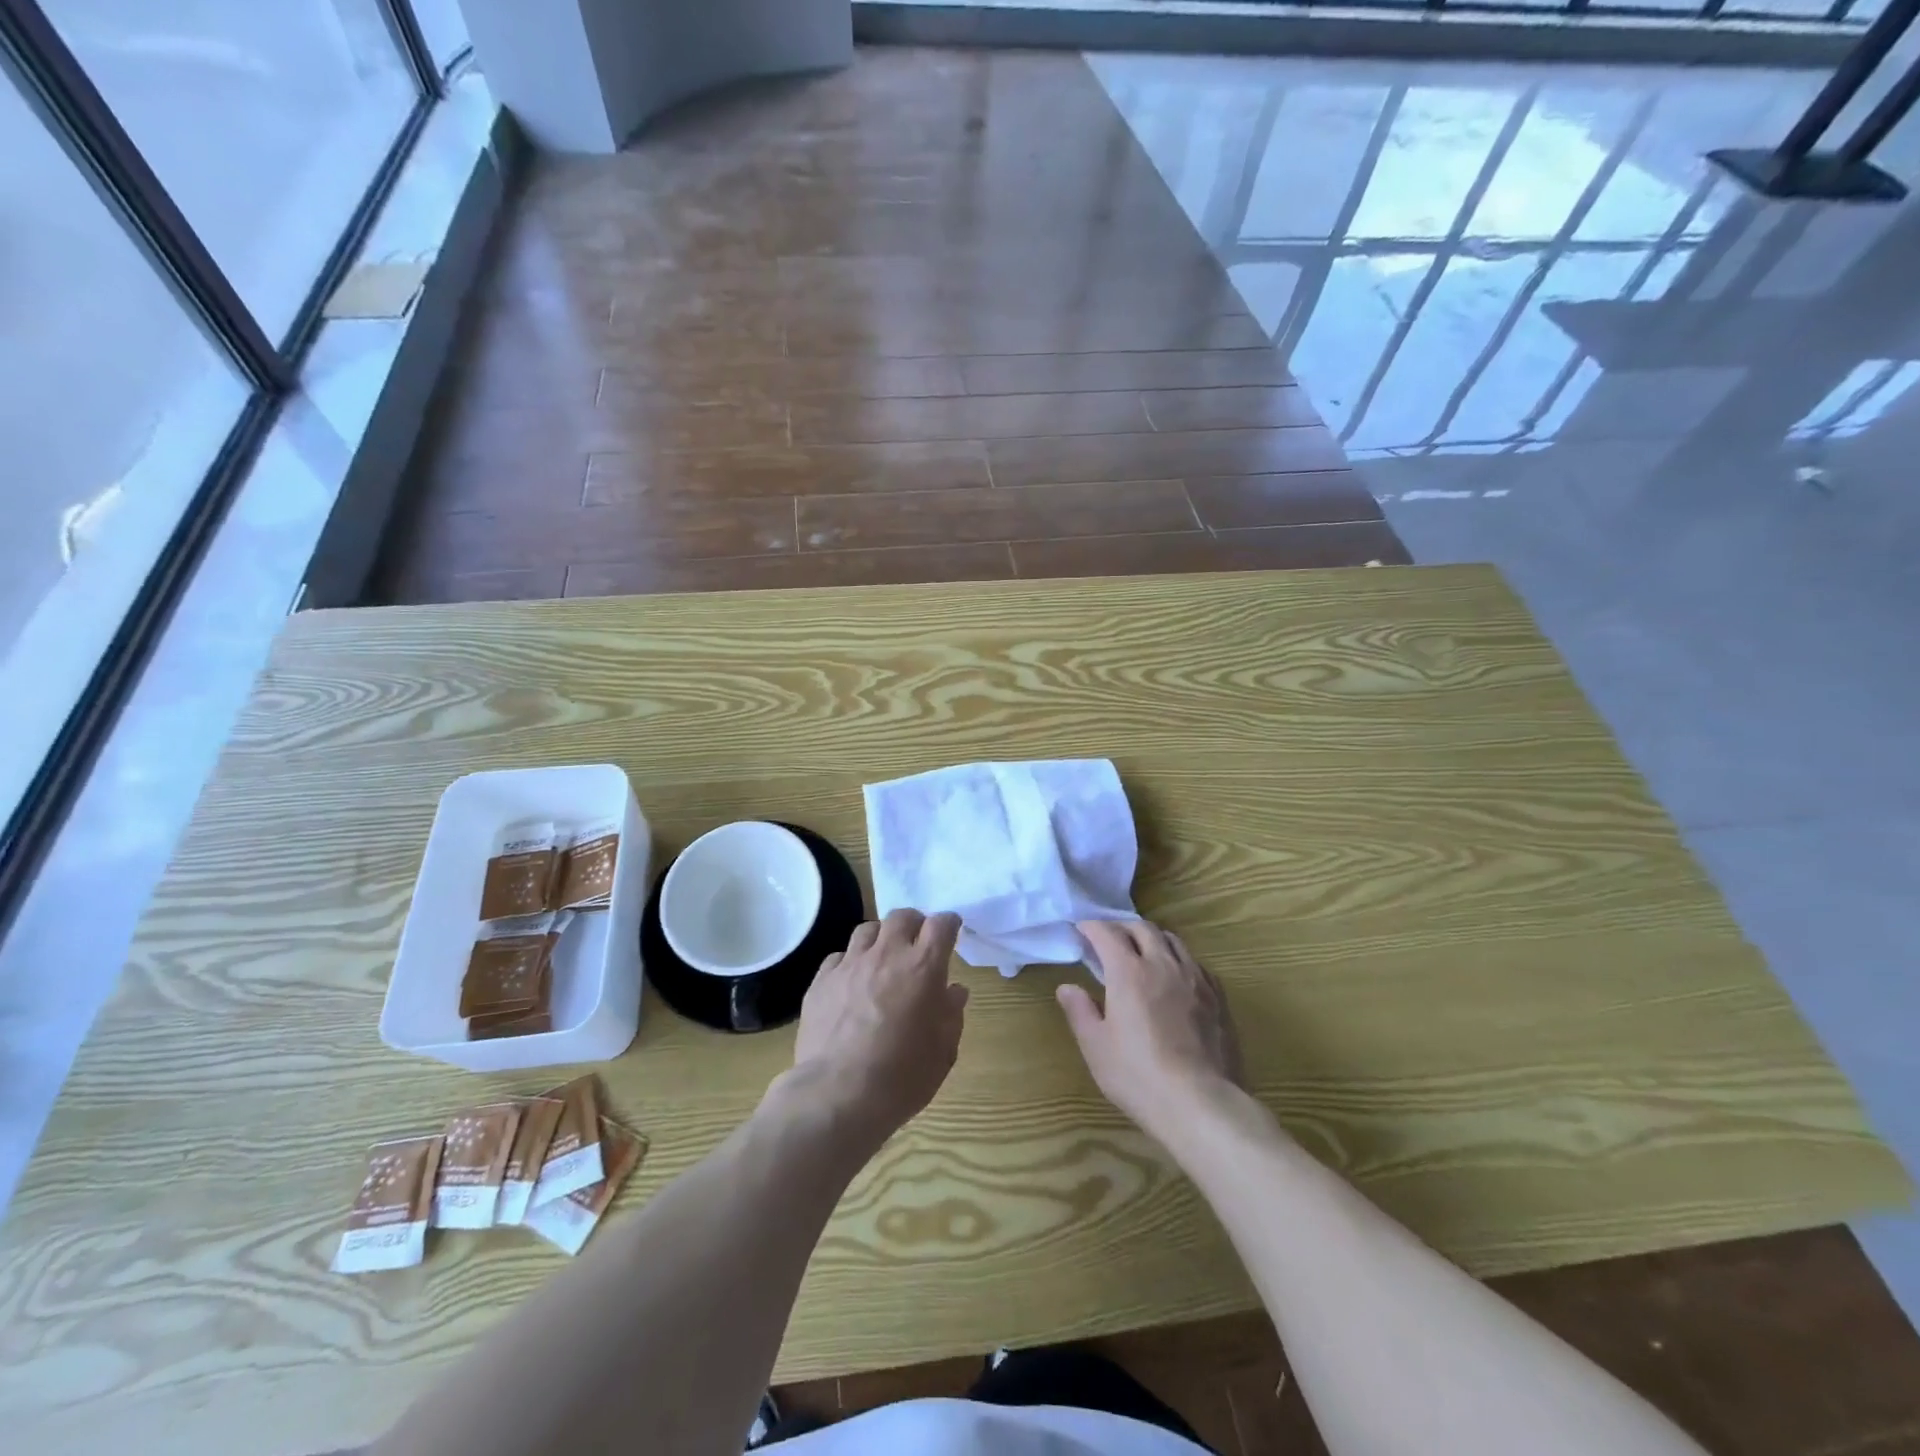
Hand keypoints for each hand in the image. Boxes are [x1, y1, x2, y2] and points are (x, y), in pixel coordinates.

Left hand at [784, 909, 967, 1147]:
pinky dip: (850, 962)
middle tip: (917, 943)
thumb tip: (954, 991)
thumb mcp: (943, 1051)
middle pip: (902, 916)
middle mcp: (887, 954)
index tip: (951, 932)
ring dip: (881, 938)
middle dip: (914, 924)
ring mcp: (850, 964)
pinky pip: (839, 956)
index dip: (949, 924)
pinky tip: (851, 982)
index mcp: (923, 967)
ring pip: (867, 929)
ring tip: (882, 959)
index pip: (941, 924)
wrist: (838, 1095)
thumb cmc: (902, 1077)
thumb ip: (951, 1014)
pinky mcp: (821, 980)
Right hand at [1058, 920, 1242, 1141]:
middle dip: (1122, 927)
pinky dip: (1178, 959)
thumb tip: (1067, 987)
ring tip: (1143, 952)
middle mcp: (1163, 964)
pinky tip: (1175, 977)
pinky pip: (1196, 963)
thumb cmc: (1139, 1075)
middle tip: (1109, 939)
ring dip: (1152, 938)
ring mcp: (1195, 978)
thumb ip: (1080, 1011)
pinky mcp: (1217, 997)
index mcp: (1129, 972)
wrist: (1201, 1103)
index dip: (1091, 927)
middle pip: (1142, 928)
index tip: (1081, 930)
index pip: (1107, 933)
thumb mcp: (1096, 1047)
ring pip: (1173, 940)